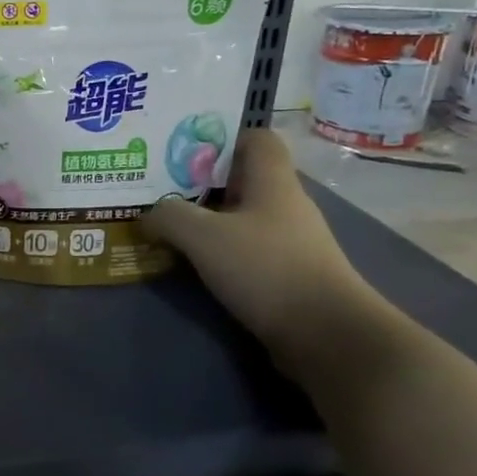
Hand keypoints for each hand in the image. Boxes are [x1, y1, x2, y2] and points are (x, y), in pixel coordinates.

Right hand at [141, 128, 375, 352]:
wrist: (328, 336)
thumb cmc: (267, 269)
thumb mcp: (204, 236)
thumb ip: (169, 216)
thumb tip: (148, 215)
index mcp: (272, 182)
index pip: (256, 138)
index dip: (221, 138)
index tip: (182, 151)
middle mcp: (284, 205)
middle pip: (240, 179)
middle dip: (199, 182)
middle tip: (157, 188)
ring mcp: (288, 242)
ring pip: (239, 217)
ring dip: (205, 220)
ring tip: (165, 226)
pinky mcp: (286, 275)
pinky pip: (244, 250)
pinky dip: (217, 252)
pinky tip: (189, 263)